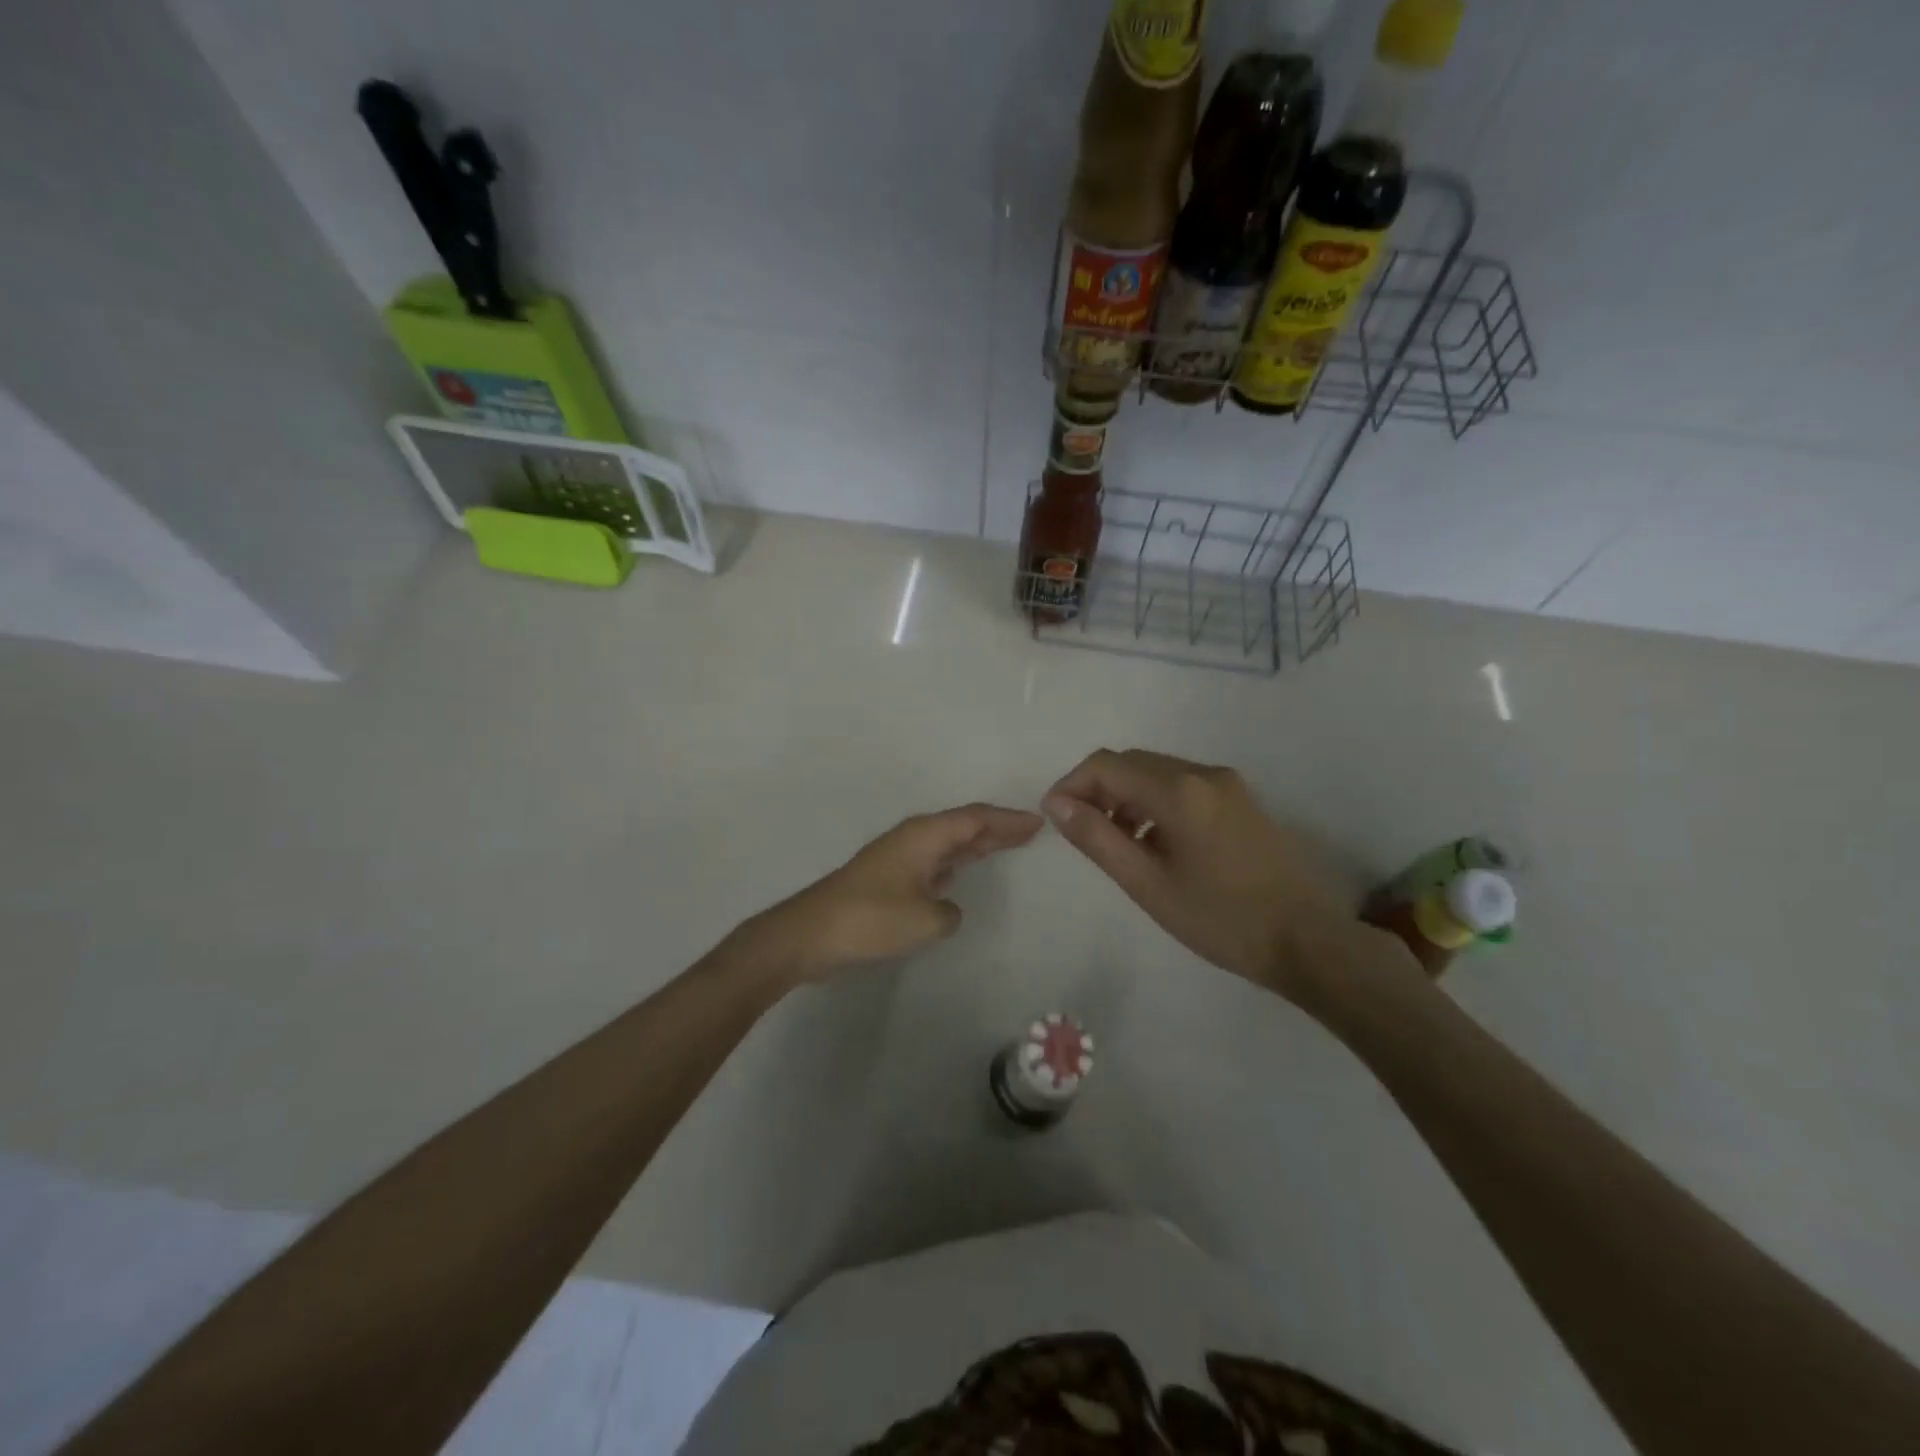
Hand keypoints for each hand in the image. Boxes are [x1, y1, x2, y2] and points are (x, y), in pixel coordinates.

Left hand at [754, 804, 1043, 981]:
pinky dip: (955, 863)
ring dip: (976, 844)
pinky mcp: (887, 879)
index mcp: (924, 836)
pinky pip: (934, 862)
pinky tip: (961, 873)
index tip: (1037, 822)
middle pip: (963, 826)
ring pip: (947, 843)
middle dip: (997, 828)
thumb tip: (945, 907)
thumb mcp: (926, 920)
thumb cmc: (871, 919)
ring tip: (1006, 845)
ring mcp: (898, 858)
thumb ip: (949, 911)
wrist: (810, 934)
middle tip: (1030, 831)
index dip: (1007, 820)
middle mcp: (912, 839)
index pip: (975, 819)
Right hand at [1044, 749, 1383, 1002]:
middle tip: (1083, 833)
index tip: (1056, 818)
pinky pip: (1183, 785)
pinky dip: (1155, 802)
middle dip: (1098, 790)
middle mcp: (1203, 773)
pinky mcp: (1241, 799)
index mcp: (1179, 791)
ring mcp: (1227, 784)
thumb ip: (1097, 838)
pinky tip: (1155, 842)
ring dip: (1127, 796)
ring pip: (1157, 773)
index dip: (1072, 785)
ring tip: (1117, 843)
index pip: (1106, 765)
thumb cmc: (1220, 919)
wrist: (1306, 941)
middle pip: (1132, 763)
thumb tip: (1056, 803)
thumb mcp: (1147, 883)